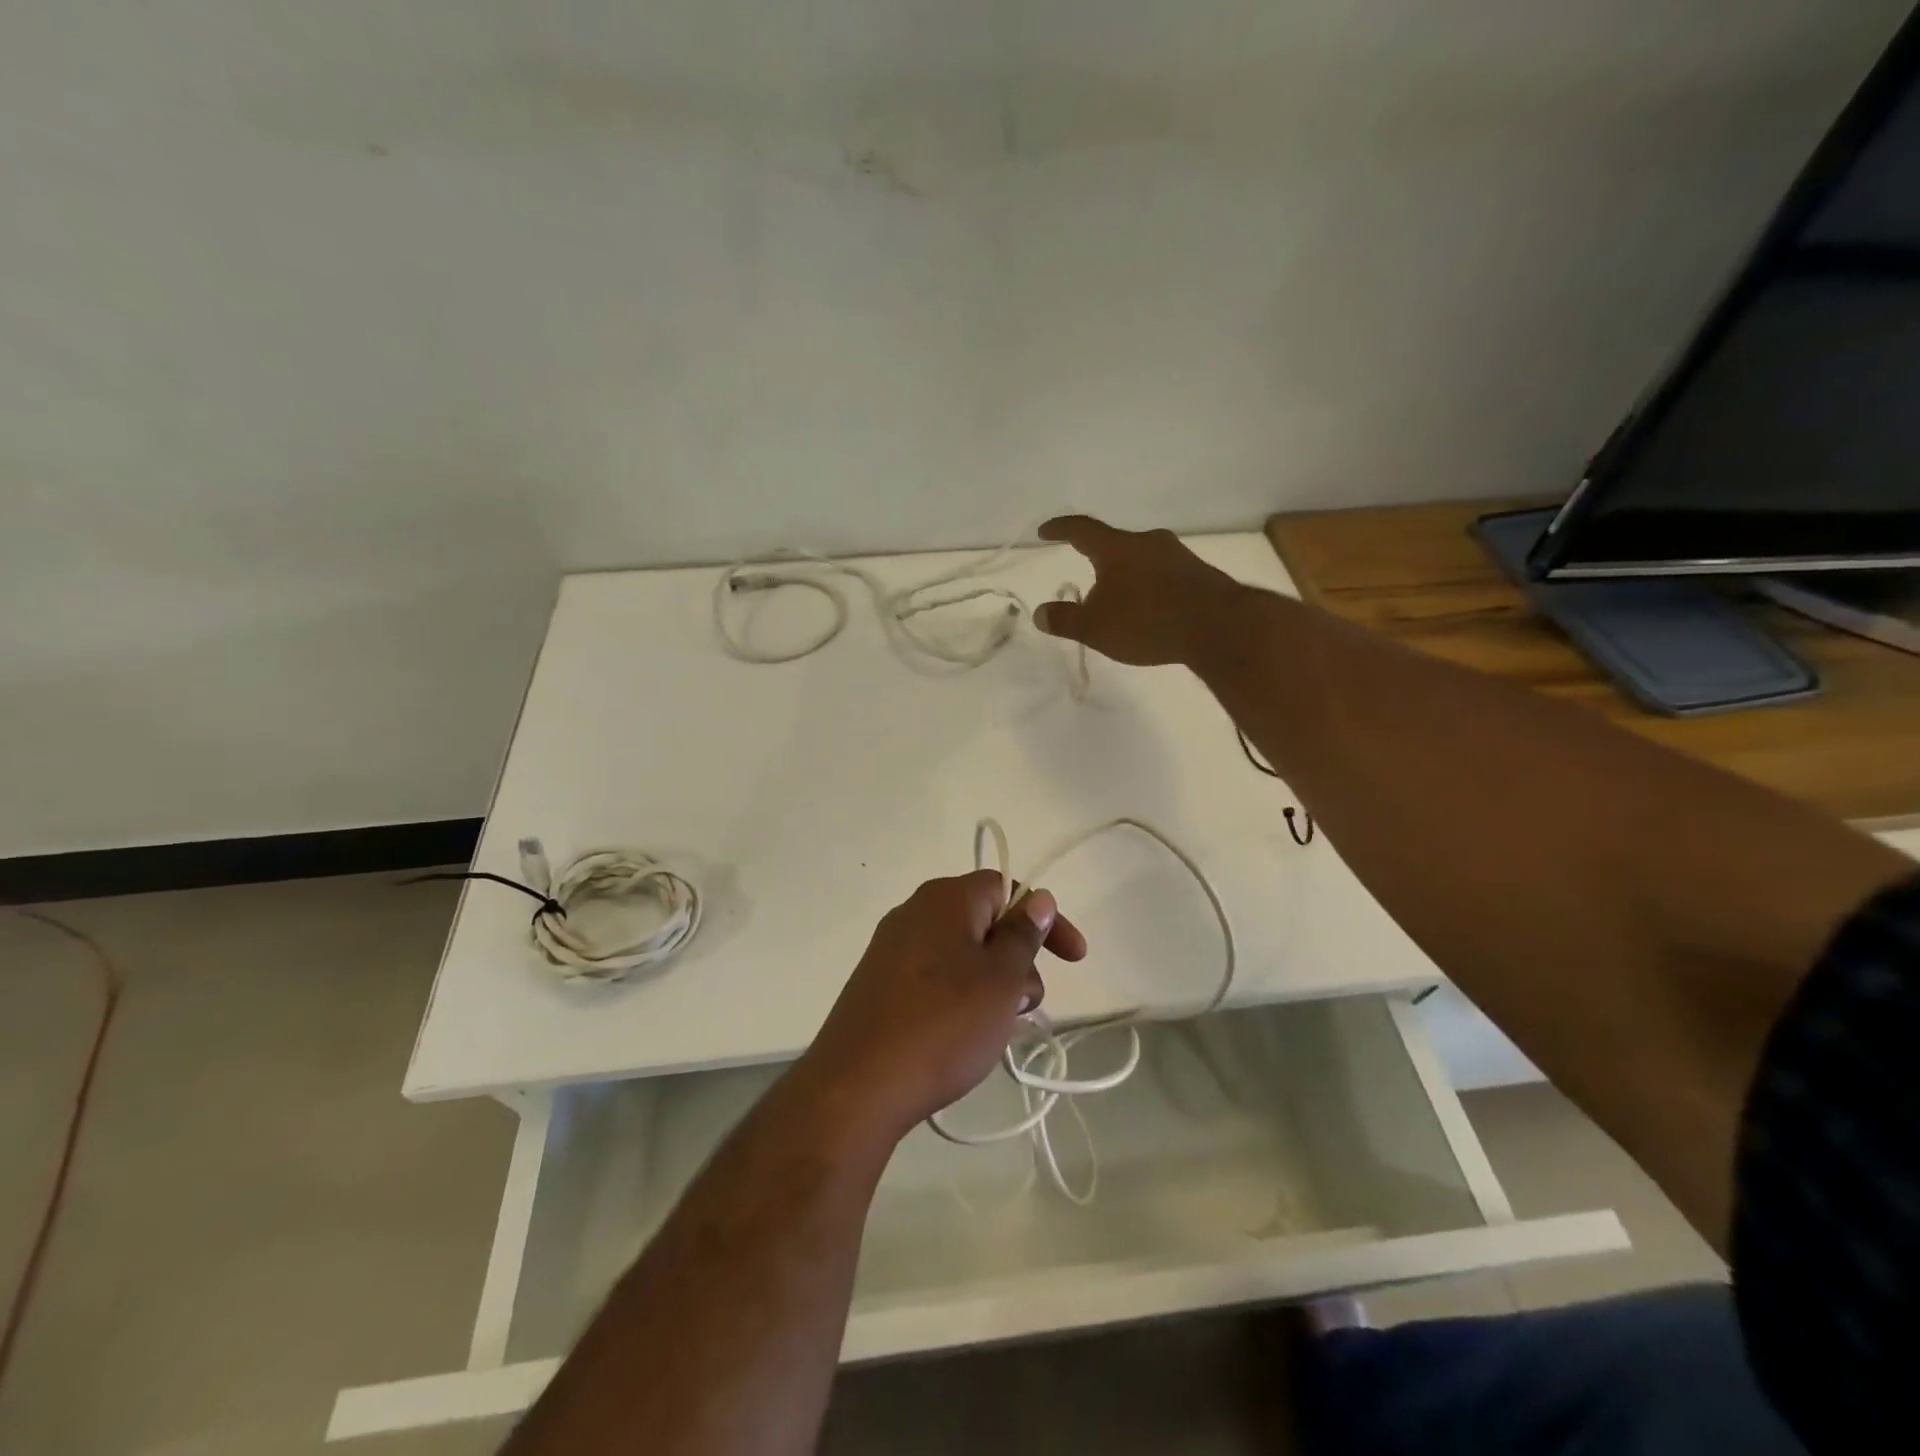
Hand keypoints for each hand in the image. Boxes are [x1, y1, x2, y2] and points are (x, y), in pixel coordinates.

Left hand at [797, 872, 1088, 1140]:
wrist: (856, 1087)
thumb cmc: (942, 1025)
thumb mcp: (1000, 980)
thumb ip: (1023, 935)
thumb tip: (1038, 899)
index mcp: (944, 899)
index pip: (1006, 887)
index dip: (1045, 918)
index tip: (1072, 959)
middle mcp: (914, 912)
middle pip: (983, 921)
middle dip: (1017, 958)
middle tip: (1026, 1005)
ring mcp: (890, 949)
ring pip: (960, 953)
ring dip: (991, 983)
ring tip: (996, 1030)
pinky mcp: (878, 984)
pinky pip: (934, 977)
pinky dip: (960, 997)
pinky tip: (964, 1037)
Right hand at [1033, 515, 1246, 665]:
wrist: (1219, 627)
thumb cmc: (1147, 622)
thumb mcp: (1096, 628)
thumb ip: (1066, 620)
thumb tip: (1040, 613)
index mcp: (1118, 548)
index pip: (1081, 530)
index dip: (1060, 529)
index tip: (1045, 531)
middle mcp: (1148, 542)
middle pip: (1115, 544)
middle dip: (1098, 558)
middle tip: (1087, 573)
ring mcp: (1178, 556)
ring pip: (1142, 559)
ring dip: (1126, 574)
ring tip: (1119, 598)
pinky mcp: (1199, 574)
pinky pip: (1164, 574)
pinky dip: (1149, 586)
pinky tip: (1150, 609)